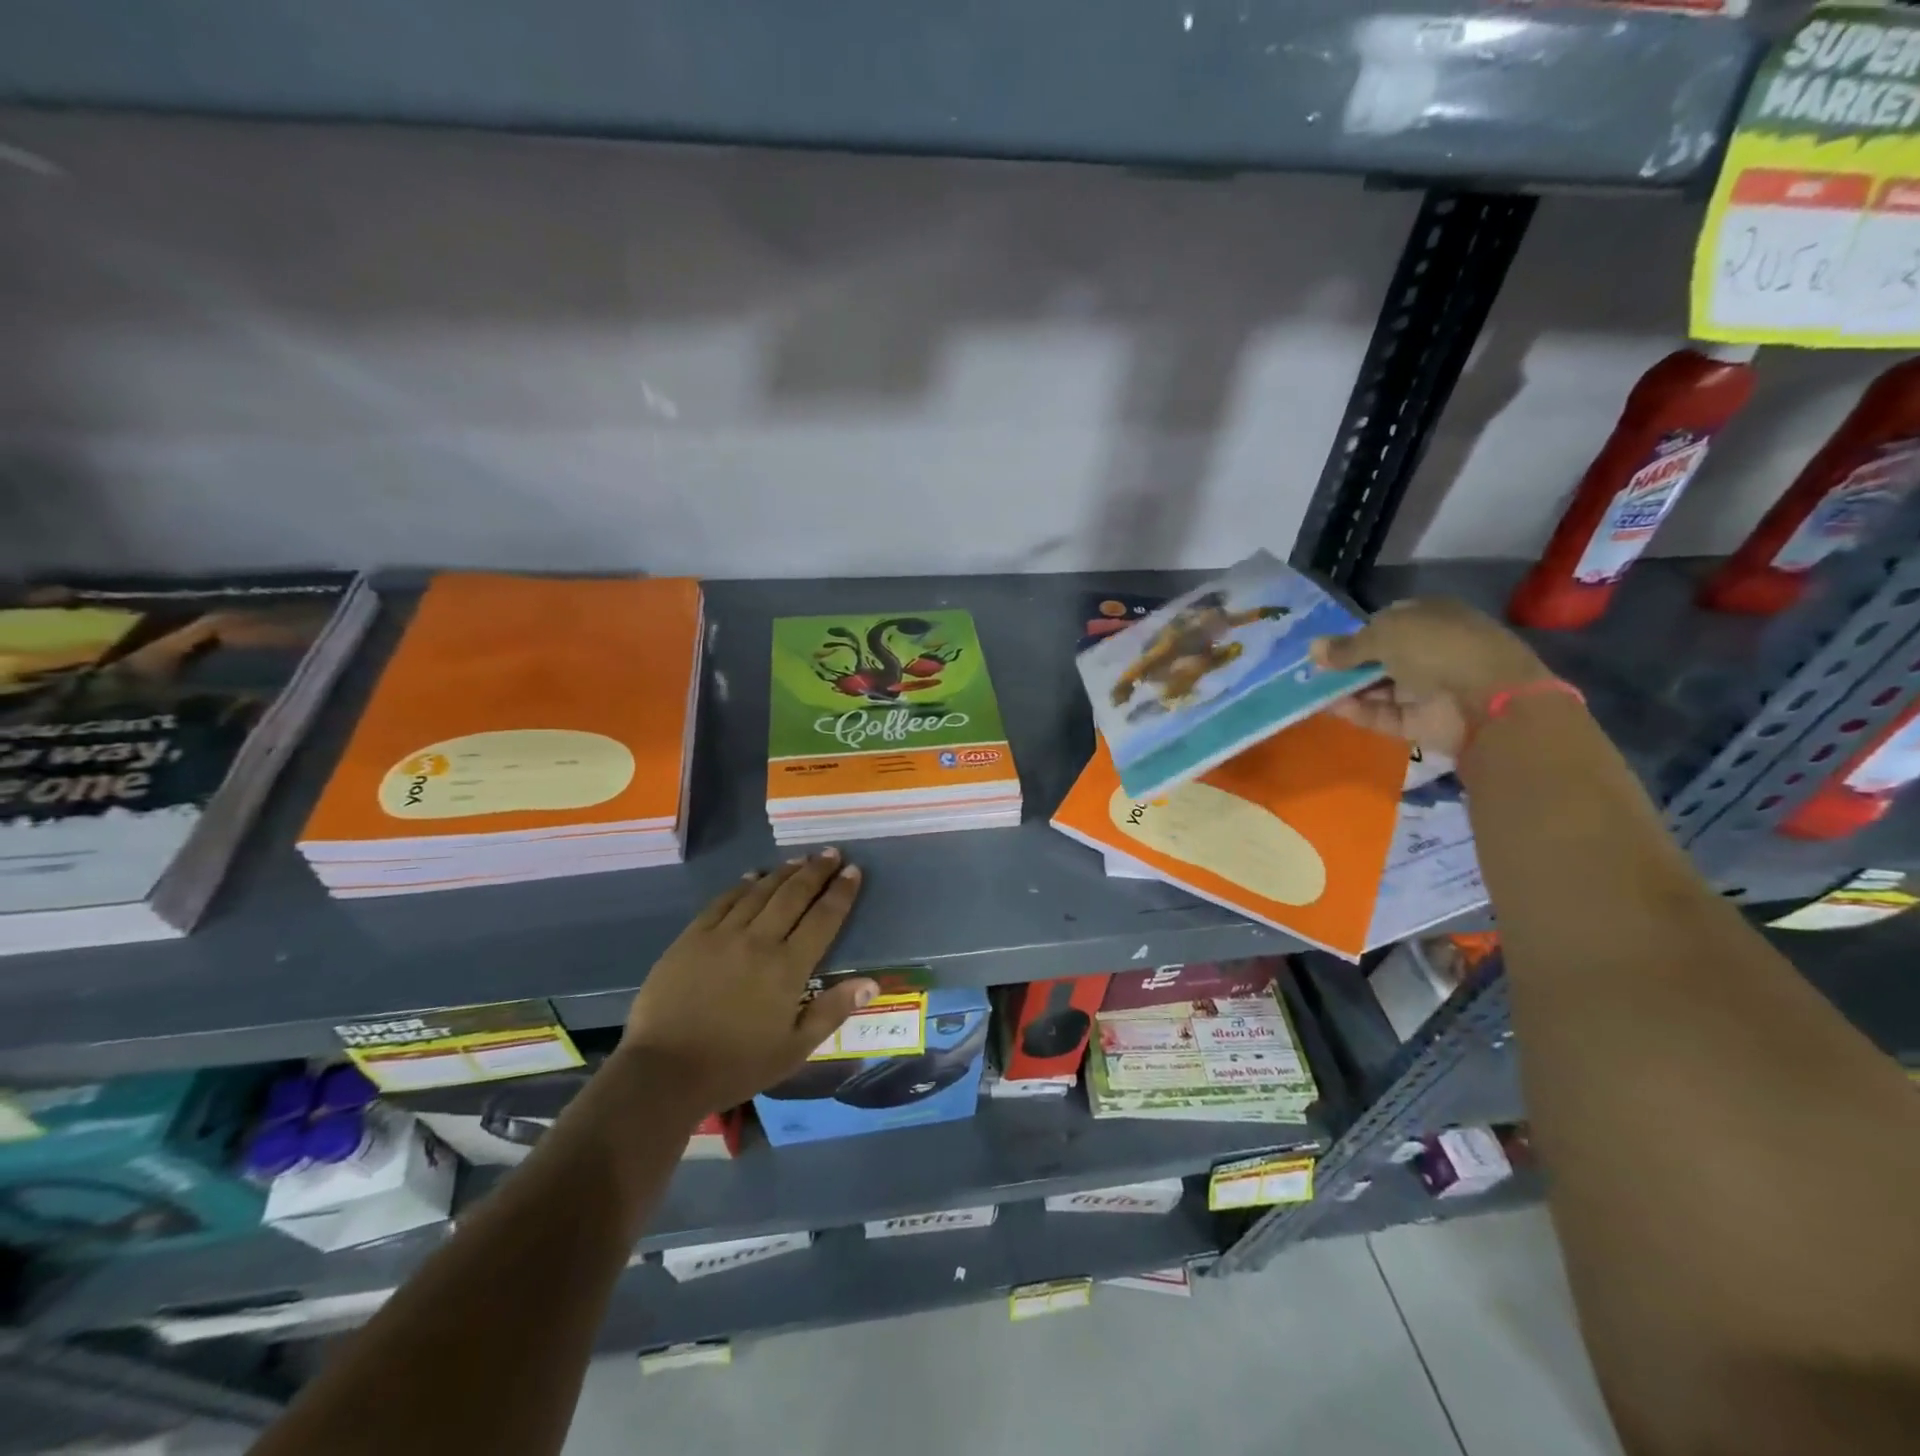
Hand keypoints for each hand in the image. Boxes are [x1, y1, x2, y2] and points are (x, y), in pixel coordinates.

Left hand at [618, 849, 874, 1114]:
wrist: (664, 1072)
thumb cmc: (736, 1065)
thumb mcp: (794, 1050)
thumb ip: (832, 1011)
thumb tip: (871, 983)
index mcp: (788, 967)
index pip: (823, 918)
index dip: (841, 892)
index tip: (853, 871)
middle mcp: (759, 941)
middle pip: (793, 895)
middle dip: (816, 871)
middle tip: (831, 853)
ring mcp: (722, 935)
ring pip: (760, 892)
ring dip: (783, 872)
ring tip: (800, 859)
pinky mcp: (692, 937)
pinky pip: (723, 901)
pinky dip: (742, 885)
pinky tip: (752, 877)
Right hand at [1310, 597, 1553, 759]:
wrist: (1486, 701)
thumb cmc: (1437, 650)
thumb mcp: (1385, 635)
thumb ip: (1346, 646)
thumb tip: (1312, 648)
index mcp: (1431, 618)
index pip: (1386, 622)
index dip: (1355, 633)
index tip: (1326, 647)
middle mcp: (1430, 651)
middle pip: (1379, 657)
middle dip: (1347, 664)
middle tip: (1312, 672)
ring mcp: (1427, 687)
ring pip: (1378, 687)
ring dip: (1347, 688)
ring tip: (1312, 691)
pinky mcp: (1421, 721)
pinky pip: (1383, 714)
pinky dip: (1359, 711)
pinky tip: (1331, 707)